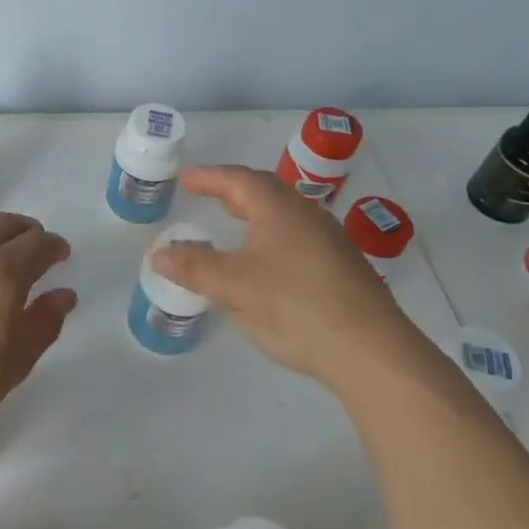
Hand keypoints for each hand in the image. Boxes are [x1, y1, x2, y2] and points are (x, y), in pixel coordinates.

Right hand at [151, 165, 413, 381]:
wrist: (371, 351)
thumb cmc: (296, 307)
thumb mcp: (235, 286)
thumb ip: (194, 267)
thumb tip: (158, 254)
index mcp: (280, 209)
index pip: (238, 180)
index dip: (209, 177)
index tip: (185, 179)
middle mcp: (308, 216)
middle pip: (266, 191)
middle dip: (233, 191)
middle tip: (207, 196)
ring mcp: (330, 242)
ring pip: (284, 216)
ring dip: (255, 214)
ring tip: (233, 226)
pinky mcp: (342, 269)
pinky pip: (297, 238)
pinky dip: (271, 238)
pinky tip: (266, 264)